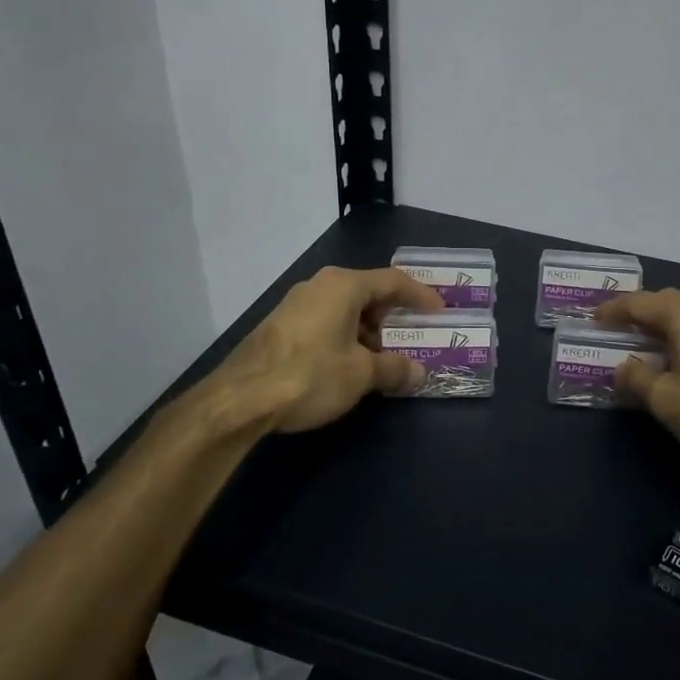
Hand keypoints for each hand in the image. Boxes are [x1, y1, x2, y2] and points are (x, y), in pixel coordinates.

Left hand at [219, 266, 444, 432]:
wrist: (240, 399)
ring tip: (383, 359)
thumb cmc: (310, 375)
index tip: (440, 310)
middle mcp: (319, 286)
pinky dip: (345, 338)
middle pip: (368, 293)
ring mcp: (296, 305)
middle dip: (392, 317)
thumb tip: (418, 372)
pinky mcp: (281, 326)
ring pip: (345, 310)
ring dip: (368, 331)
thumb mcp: (361, 374)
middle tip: (412, 337)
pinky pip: (325, 322)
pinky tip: (348, 366)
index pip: (393, 281)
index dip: (420, 295)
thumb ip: (394, 369)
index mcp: (343, 286)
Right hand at [594, 289, 679, 471]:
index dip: (612, 311)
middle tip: (615, 332)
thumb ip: (637, 379)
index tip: (592, 320)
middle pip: (664, 304)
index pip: (637, 303)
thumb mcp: (667, 400)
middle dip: (638, 315)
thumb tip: (621, 366)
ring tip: (644, 349)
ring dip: (662, 329)